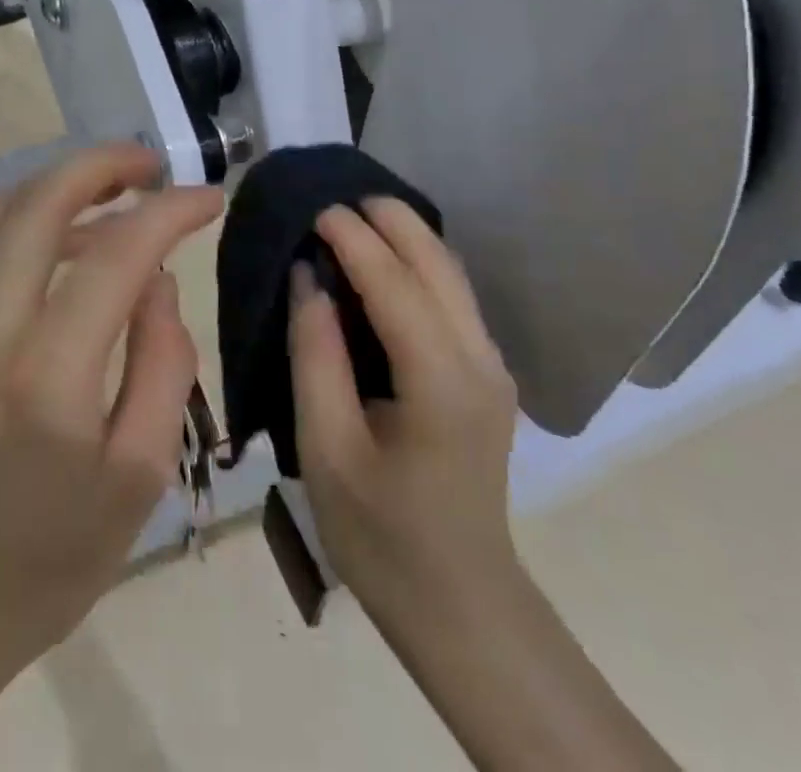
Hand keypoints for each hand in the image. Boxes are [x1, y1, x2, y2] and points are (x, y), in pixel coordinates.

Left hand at [0, 143, 223, 729]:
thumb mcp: (139, 479)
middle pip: (39, 203)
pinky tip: (72, 231)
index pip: (115, 255)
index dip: (169, 211)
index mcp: (47, 380)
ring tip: (120, 186)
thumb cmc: (48, 563)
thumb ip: (162, 365)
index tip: (209, 197)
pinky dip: (32, 215)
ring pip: (1, 212)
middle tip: (154, 164)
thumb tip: (158, 282)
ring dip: (62, 181)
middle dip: (103, 164)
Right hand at [288, 198, 521, 625]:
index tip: (315, 209)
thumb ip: (316, 355)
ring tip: (355, 215)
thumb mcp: (326, 448)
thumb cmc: (380, 534)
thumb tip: (309, 278)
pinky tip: (383, 259)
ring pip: (451, 274)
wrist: (460, 604)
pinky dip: (417, 262)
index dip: (354, 239)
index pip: (396, 285)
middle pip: (438, 263)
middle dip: (390, 219)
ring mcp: (491, 366)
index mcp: (440, 382)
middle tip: (335, 197)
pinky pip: (451, 296)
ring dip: (407, 235)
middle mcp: (479, 361)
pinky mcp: (486, 373)